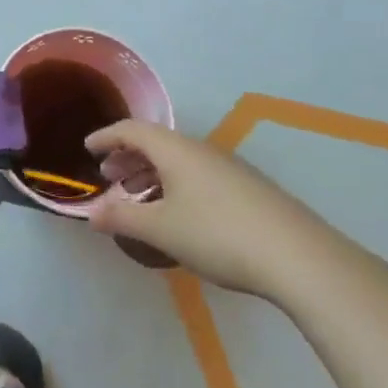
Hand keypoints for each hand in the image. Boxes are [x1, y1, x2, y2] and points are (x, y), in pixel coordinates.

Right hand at [84, 120, 344, 300]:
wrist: (299, 258)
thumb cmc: (218, 235)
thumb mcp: (161, 229)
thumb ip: (122, 218)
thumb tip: (90, 214)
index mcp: (175, 150)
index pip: (132, 130)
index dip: (106, 137)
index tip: (88, 148)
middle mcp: (201, 150)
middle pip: (157, 143)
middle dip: (129, 156)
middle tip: (110, 175)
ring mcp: (229, 168)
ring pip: (179, 160)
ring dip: (153, 172)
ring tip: (140, 196)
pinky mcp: (249, 189)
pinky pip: (198, 175)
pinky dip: (176, 184)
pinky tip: (179, 213)